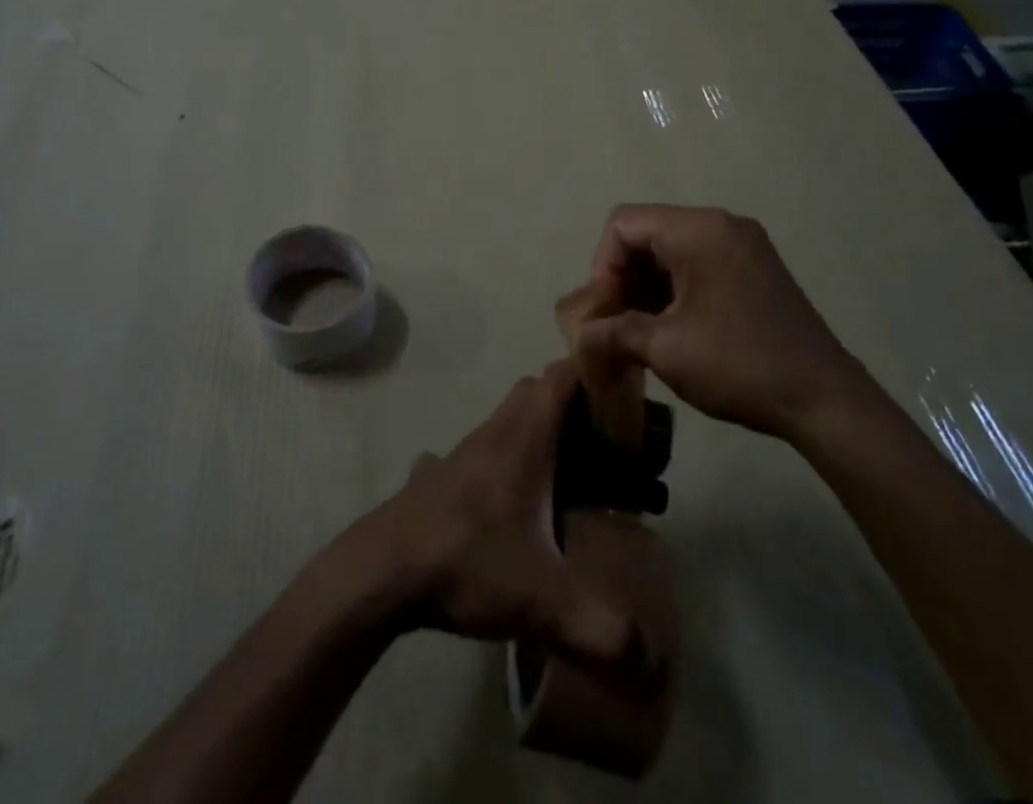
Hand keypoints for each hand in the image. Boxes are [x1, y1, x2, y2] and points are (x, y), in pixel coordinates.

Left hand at [344, 362, 650, 679]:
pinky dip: (503, 461)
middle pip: (536, 392)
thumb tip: (650, 660)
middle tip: (605, 444)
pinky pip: (481, 453)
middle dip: (572, 404)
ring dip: (537, 433)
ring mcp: (463, 451)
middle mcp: (494, 432)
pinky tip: (510, 504)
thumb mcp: (542, 601)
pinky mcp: (440, 476)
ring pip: (507, 420)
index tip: (624, 397)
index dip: (592, 373)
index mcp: (524, 438)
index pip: (561, 376)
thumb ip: (602, 630)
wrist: (382, 570)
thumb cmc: (467, 561)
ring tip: (567, 477)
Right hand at [576, 204, 866, 439]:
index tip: (604, 311)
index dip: (602, 265)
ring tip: (637, 331)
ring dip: (646, 286)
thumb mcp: (664, 349)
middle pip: (647, 233)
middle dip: (622, 277)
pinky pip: (697, 262)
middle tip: (615, 324)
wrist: (826, 402)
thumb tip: (578, 337)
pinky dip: (674, 288)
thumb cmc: (738, 365)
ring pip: (670, 249)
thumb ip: (611, 332)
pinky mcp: (755, 267)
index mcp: (698, 230)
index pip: (623, 224)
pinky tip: (669, 328)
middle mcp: (721, 224)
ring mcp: (743, 244)